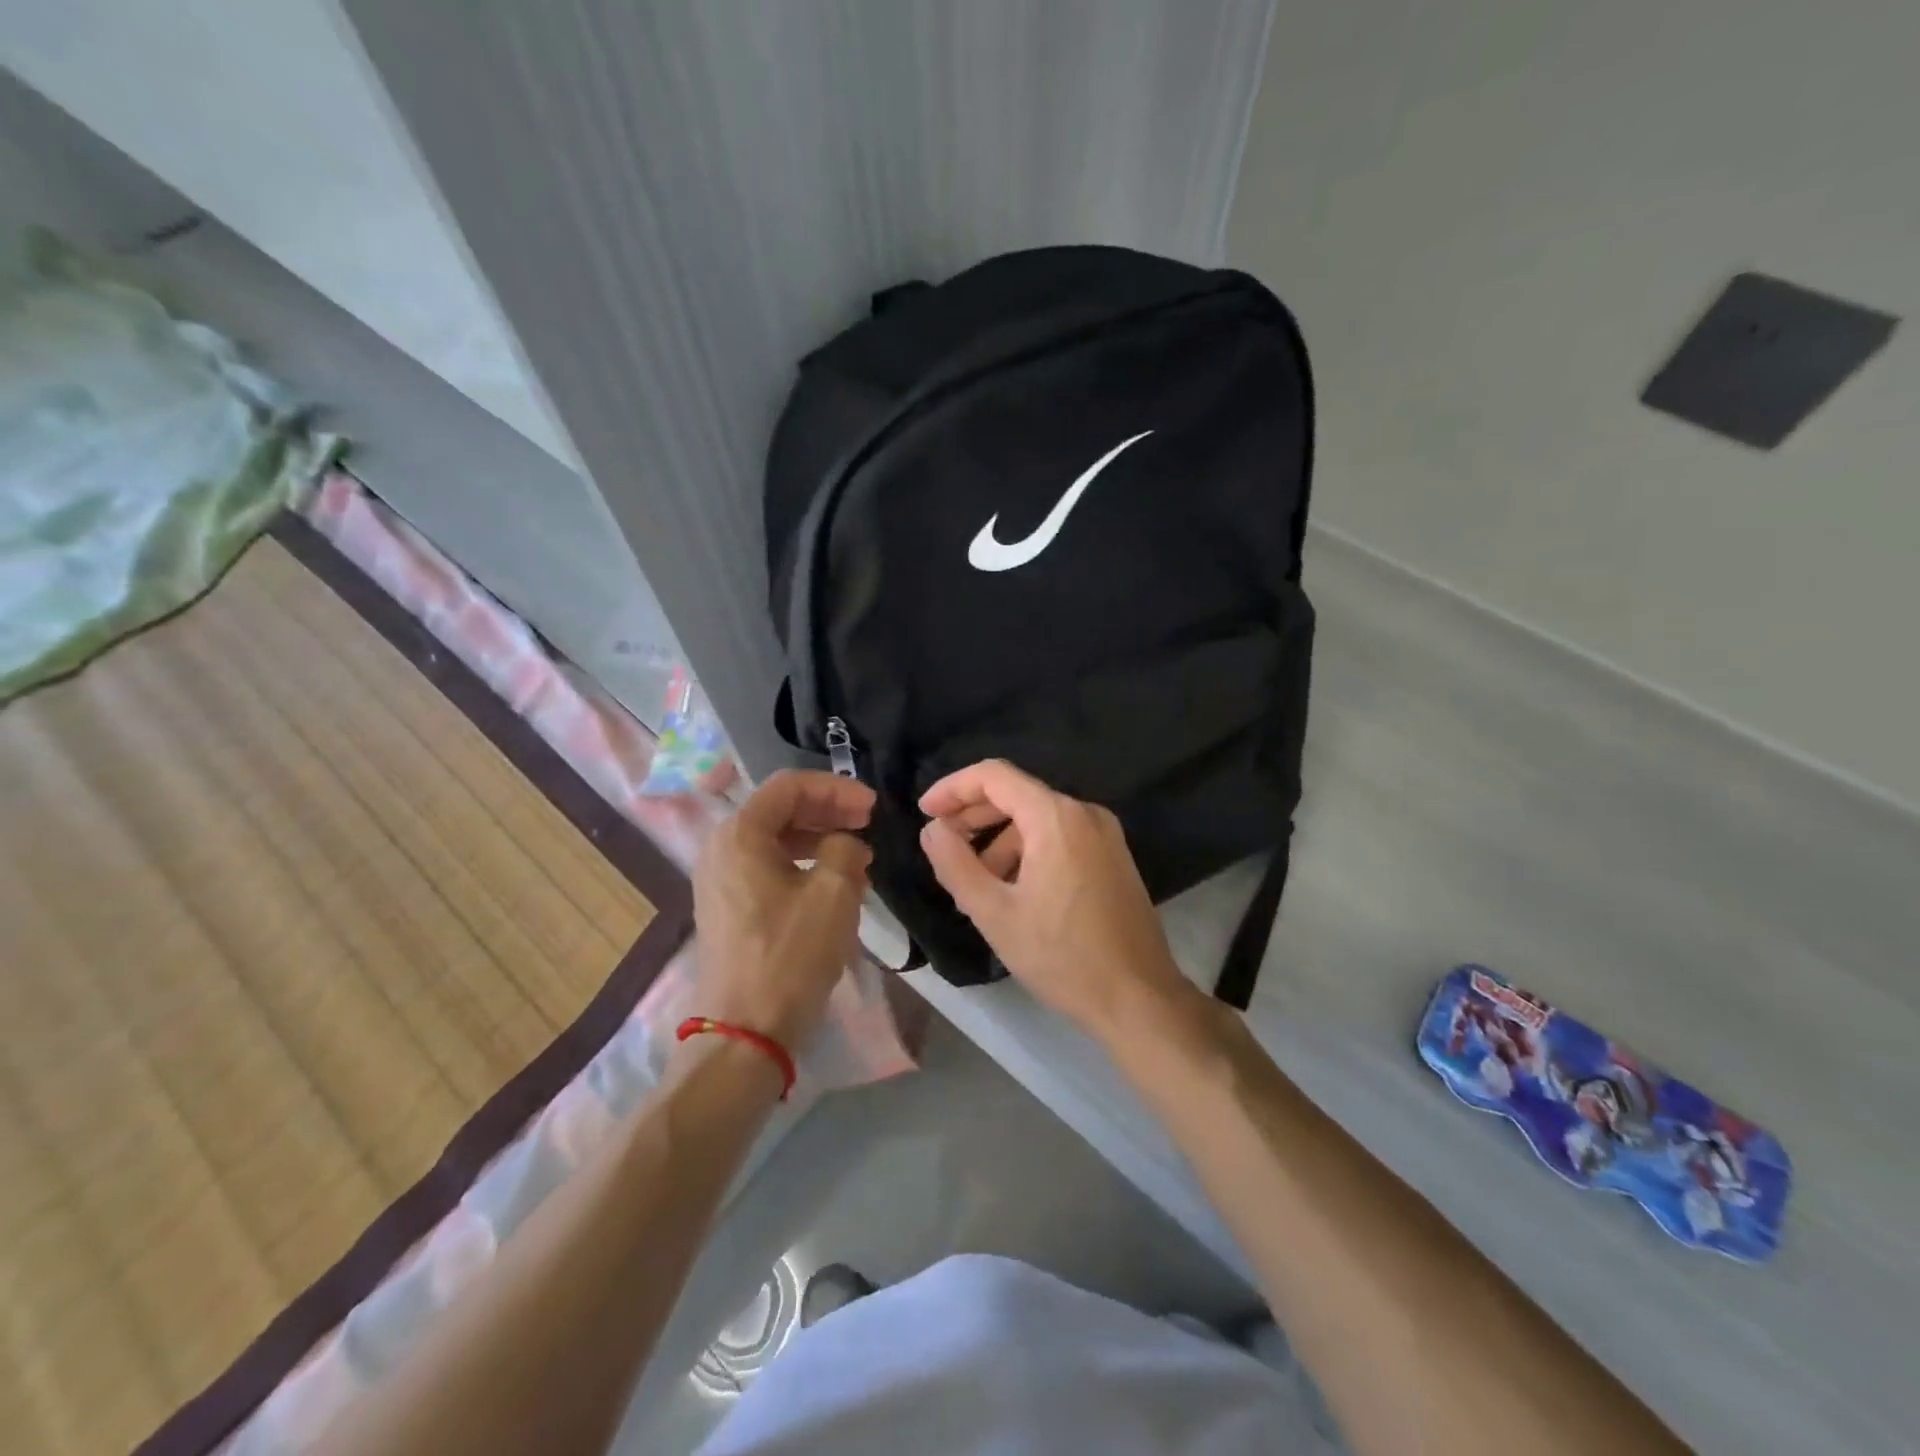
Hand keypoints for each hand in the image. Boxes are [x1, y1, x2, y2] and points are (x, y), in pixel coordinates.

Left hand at [691, 770, 874, 1049]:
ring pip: (775, 840)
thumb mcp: (834, 893)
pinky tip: (833, 883)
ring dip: (819, 838)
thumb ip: (845, 848)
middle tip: (868, 824)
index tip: (872, 807)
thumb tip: (846, 844)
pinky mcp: (727, 907)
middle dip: (828, 811)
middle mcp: (721, 848)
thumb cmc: (791, 955)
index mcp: (740, 834)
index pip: (790, 786)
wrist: (746, 1031)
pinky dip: (802, 864)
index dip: (836, 789)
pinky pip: (767, 868)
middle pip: (780, 809)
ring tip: (858, 855)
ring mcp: (720, 880)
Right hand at [917, 760, 1192, 1040]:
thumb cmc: (1062, 956)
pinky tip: (1013, 891)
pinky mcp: (1113, 857)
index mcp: (1056, 817)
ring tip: (976, 885)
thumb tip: (933, 830)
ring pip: (1038, 819)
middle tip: (943, 847)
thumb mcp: (995, 914)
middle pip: (1017, 794)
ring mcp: (1105, 834)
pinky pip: (1060, 837)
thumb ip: (955, 864)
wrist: (1139, 998)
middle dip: (973, 816)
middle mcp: (1085, 813)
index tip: (925, 813)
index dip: (953, 788)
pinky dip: (1028, 851)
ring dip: (999, 841)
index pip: (994, 776)